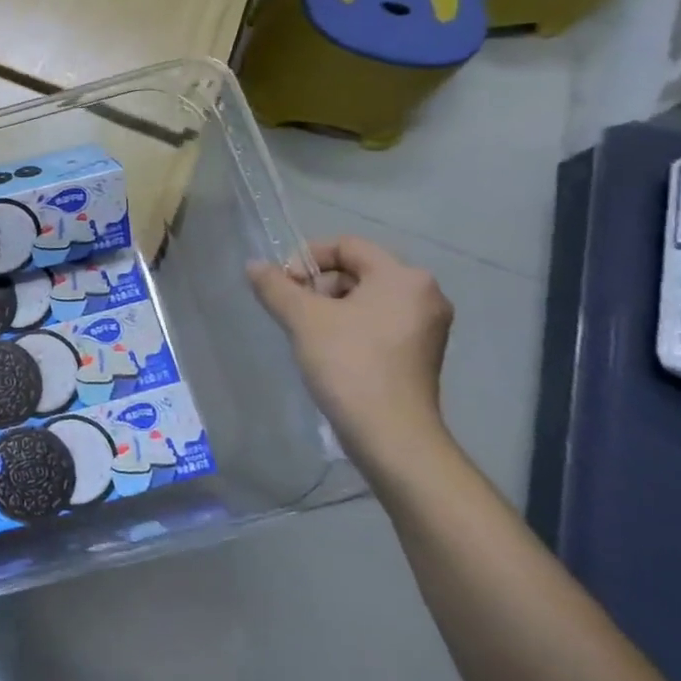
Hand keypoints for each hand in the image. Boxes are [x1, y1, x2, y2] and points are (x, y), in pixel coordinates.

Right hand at [248, 236, 456, 480]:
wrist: (391, 435)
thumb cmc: (349, 364)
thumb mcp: (303, 319)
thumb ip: (275, 286)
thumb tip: (253, 265)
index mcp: (403, 277)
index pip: (347, 245)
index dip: (307, 257)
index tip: (283, 285)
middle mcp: (424, 294)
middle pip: (357, 271)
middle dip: (319, 285)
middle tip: (293, 311)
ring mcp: (427, 326)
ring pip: (366, 298)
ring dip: (331, 307)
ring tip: (307, 333)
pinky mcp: (420, 353)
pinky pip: (378, 323)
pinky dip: (350, 327)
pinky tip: (329, 351)